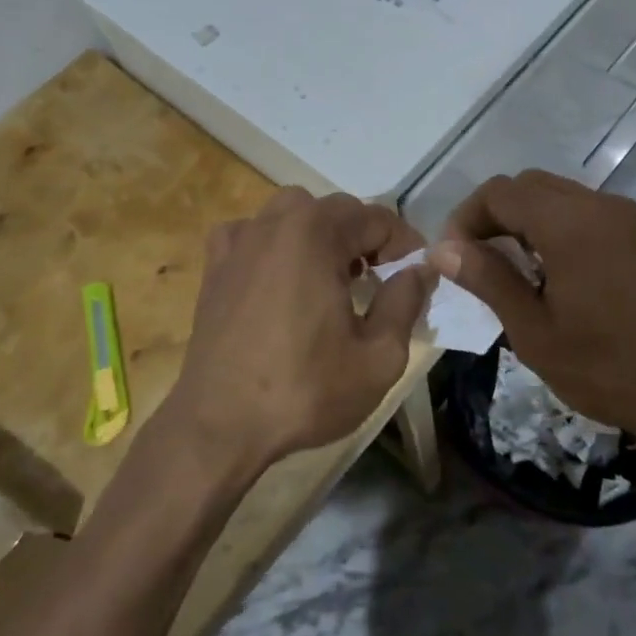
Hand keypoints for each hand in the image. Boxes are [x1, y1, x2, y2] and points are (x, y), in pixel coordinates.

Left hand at [167, 188, 435, 468]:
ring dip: (321, 234)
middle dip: (366, 238)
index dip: (405, 245)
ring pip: (294, 214)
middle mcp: (276, 222)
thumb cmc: (304, 390)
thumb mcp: (379, 357)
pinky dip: (274, 243)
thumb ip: (406, 302)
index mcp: (317, 233)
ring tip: (332, 276)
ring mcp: (240, 240)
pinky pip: (253, 233)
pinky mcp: (215, 264)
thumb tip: (420, 269)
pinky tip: (278, 276)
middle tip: (379, 280)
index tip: (416, 275)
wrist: (219, 425)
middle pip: (337, 210)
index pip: (378, 218)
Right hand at [433, 171, 635, 450]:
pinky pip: (593, 216)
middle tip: (480, 262)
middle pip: (530, 185)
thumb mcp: (536, 333)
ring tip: (520, 273)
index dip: (466, 218)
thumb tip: (442, 248)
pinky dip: (563, 230)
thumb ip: (488, 280)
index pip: (499, 192)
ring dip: (529, 221)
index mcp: (568, 223)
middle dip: (495, 215)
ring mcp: (632, 219)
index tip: (454, 258)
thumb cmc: (611, 369)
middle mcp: (601, 206)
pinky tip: (566, 279)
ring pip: (563, 197)